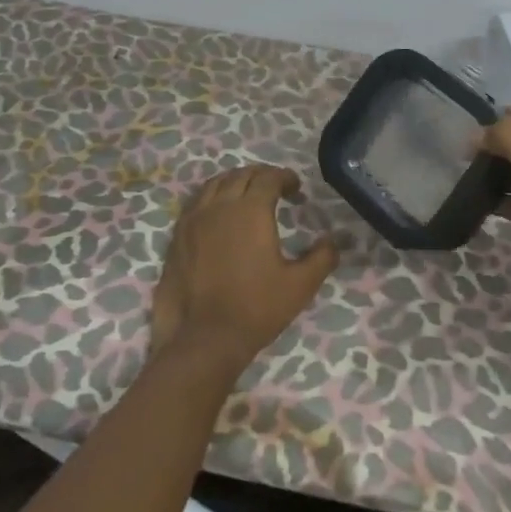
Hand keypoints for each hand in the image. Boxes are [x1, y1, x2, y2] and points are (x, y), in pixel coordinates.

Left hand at [150, 165, 337, 376]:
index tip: (296, 189)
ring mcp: (195, 218)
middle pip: (241, 174)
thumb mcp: (300, 285)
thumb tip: (332, 240)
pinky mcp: (178, 234)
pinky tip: (219, 212)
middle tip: (275, 189)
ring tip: (246, 194)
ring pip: (216, 183)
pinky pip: (197, 201)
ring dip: (235, 181)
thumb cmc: (256, 308)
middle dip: (262, 175)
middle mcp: (221, 205)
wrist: (204, 337)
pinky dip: (212, 196)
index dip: (285, 177)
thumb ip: (322, 257)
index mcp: (251, 209)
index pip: (269, 177)